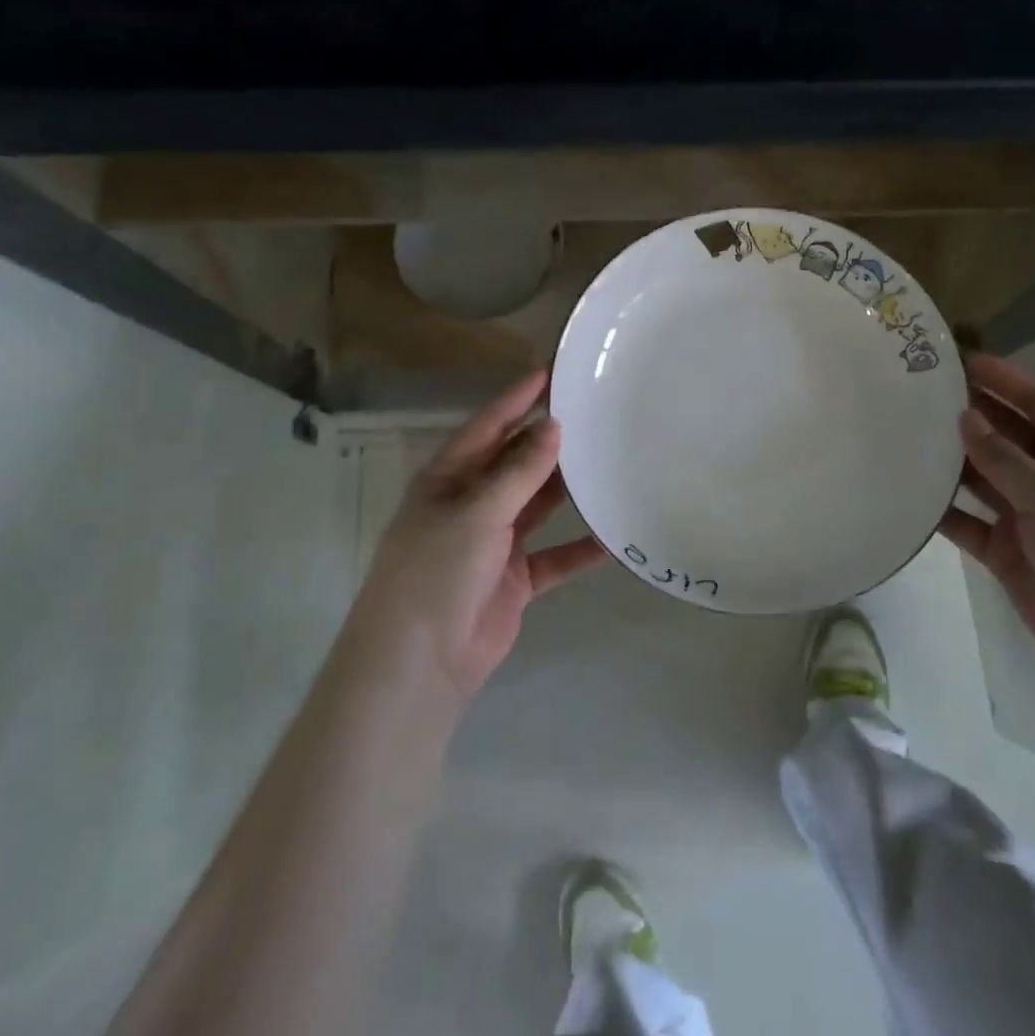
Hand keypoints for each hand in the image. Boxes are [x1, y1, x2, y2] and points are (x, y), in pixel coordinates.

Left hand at [347, 371, 604, 703]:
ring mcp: (494, 543)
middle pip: (516, 463)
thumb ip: (519, 472)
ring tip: (609, 459)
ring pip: (538, 505)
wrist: (421, 663)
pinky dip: (581, 548)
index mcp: (448, 480)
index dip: (517, 399)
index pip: (487, 428)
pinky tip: (613, 535)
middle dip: (549, 441)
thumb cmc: (436, 573)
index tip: (552, 372)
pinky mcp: (516, 579)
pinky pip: (555, 556)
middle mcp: (471, 505)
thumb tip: (553, 426)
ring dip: (568, 488)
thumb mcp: (477, 513)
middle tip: (594, 414)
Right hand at [939, 353, 1034, 695]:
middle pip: (1005, 436)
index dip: (1004, 380)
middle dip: (968, 415)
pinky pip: (966, 521)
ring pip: (981, 477)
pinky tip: (907, 494)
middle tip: (917, 394)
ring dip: (950, 460)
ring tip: (903, 435)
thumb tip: (965, 417)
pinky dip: (942, 510)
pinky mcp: (1004, 550)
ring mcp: (1027, 516)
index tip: (959, 359)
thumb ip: (1005, 458)